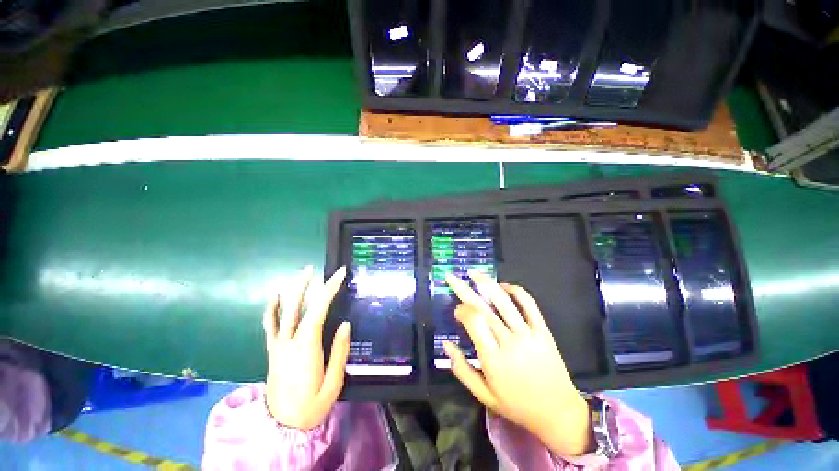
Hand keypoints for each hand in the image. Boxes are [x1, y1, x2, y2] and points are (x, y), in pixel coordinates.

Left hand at [263, 266, 350, 429]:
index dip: (329, 289)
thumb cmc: (312, 405)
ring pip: (282, 312)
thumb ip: (339, 351)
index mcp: (306, 347)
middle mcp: (289, 341)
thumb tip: (345, 324)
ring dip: (290, 290)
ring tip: (300, 275)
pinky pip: (269, 325)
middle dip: (305, 284)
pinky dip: (271, 308)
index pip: (318, 309)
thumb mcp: (333, 382)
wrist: (283, 426)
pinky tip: (274, 296)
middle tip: (313, 268)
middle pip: (296, 306)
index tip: (339, 274)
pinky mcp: (272, 351)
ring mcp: (278, 345)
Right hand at [444, 270, 592, 456]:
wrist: (558, 412)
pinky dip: (516, 291)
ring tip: (474, 273)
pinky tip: (504, 286)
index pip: (474, 323)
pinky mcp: (543, 330)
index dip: (462, 311)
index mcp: (493, 359)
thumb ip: (461, 369)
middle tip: (452, 277)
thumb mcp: (483, 395)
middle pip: (484, 309)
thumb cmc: (516, 405)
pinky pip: (529, 304)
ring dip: (487, 284)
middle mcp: (510, 342)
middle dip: (465, 290)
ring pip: (505, 302)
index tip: (457, 310)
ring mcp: (529, 334)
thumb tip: (446, 344)